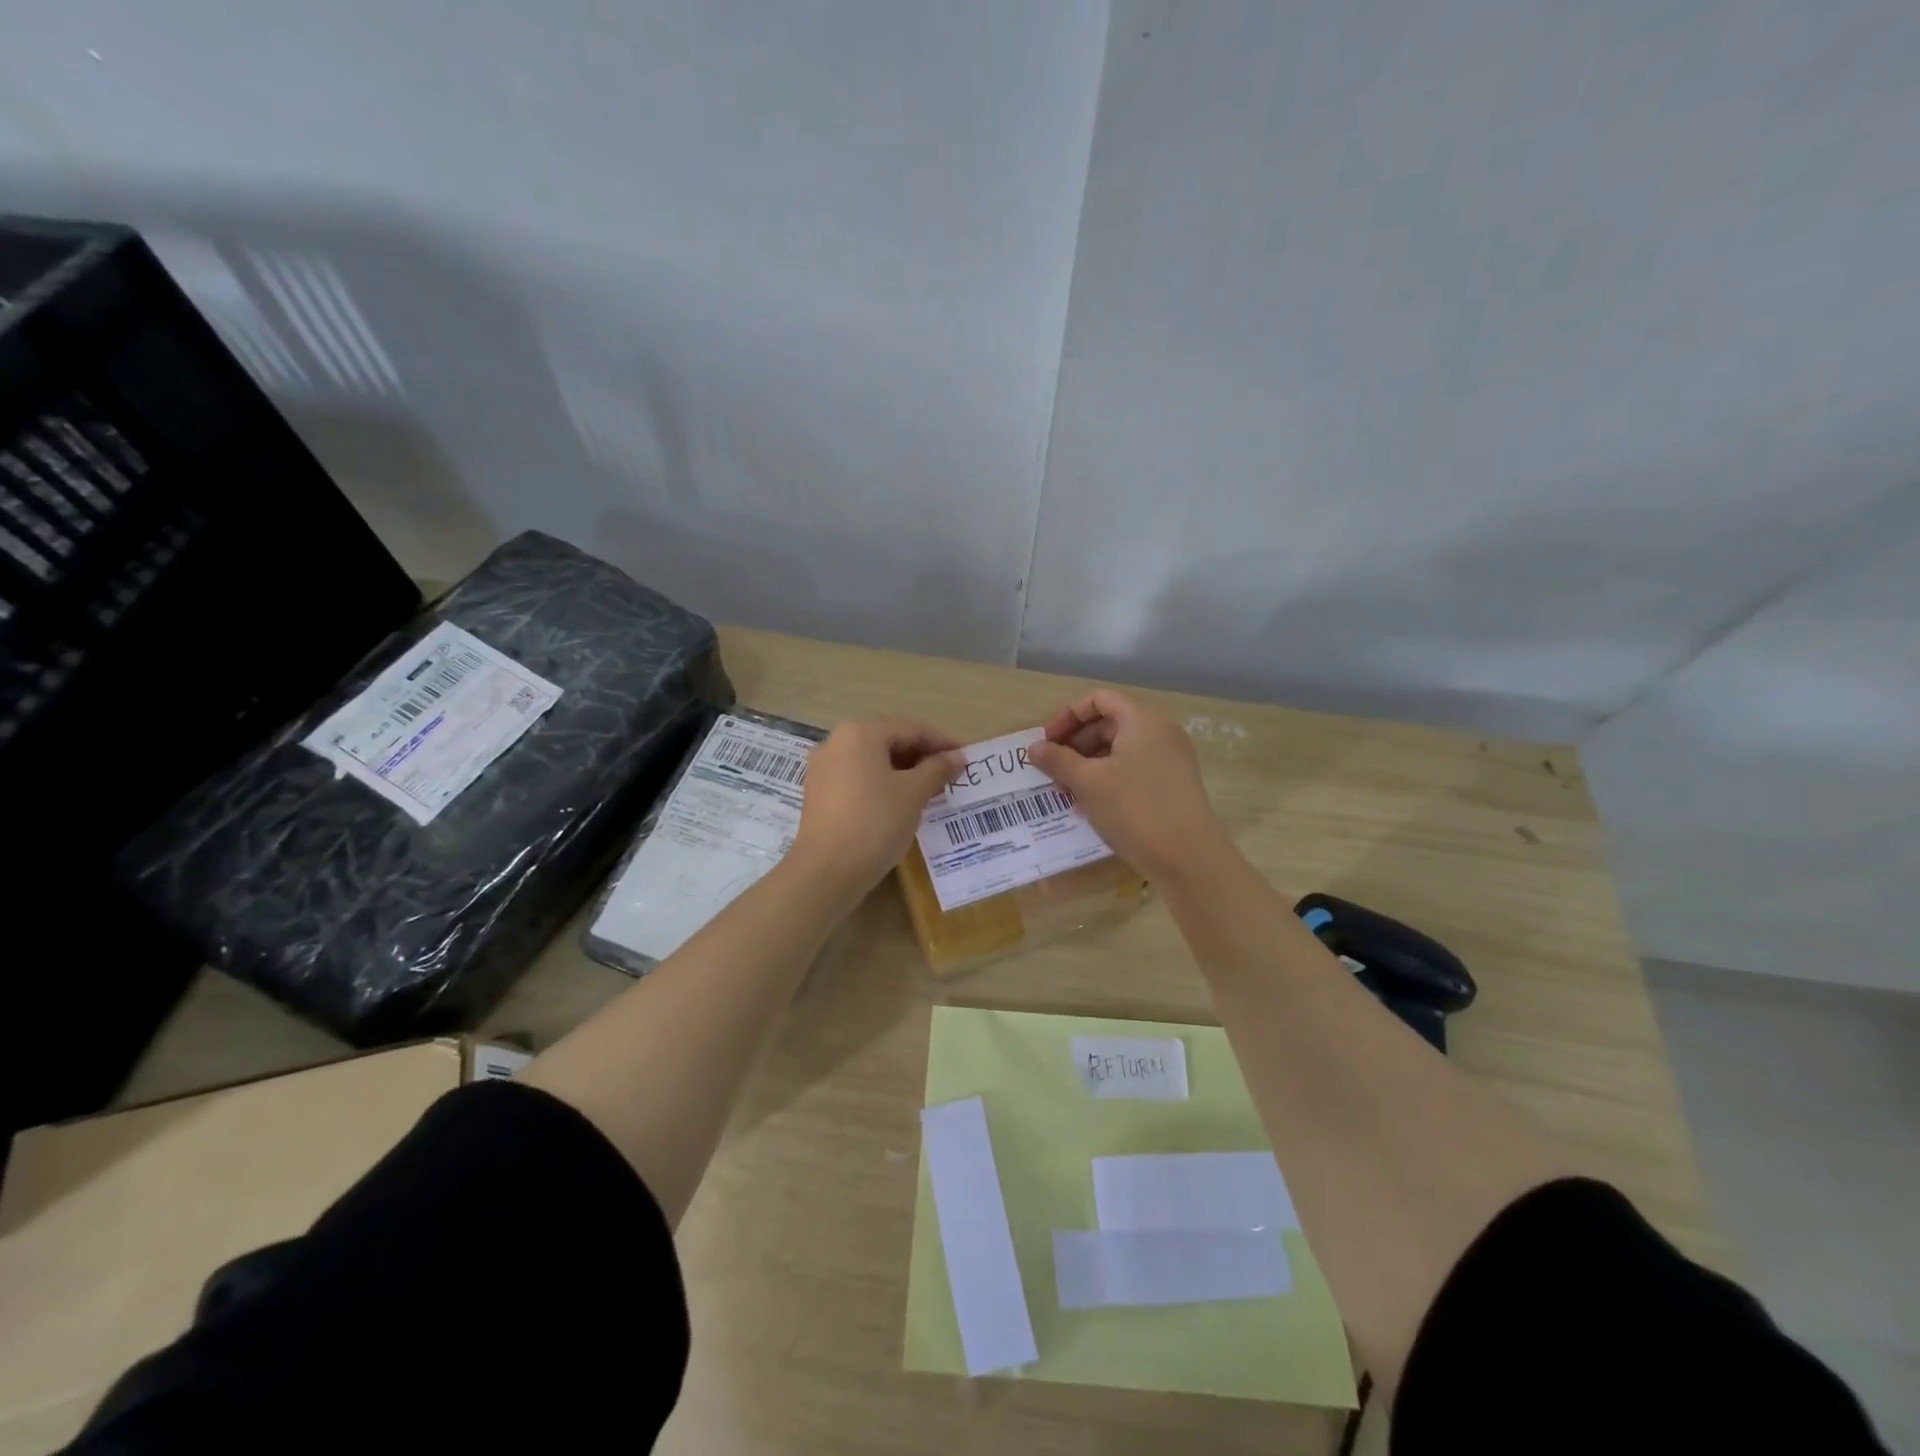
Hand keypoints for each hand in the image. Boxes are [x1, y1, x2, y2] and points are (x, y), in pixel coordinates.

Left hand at [791, 719, 965, 898]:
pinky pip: (859, 780)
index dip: (943, 743)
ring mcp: (823, 769)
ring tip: (931, 791)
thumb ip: (937, 769)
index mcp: (860, 733)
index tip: (967, 758)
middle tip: (951, 776)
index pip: (911, 729)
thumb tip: (957, 756)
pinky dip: (883, 786)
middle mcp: (836, 743)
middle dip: (922, 758)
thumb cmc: (876, 822)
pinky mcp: (819, 794)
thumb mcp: (914, 793)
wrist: (827, 870)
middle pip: (889, 742)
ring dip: (904, 773)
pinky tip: (902, 804)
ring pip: (873, 763)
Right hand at [1027, 689, 1222, 879]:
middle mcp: (1160, 731)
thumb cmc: (1134, 808)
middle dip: (1075, 744)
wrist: (1188, 857)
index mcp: (1142, 720)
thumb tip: (1034, 748)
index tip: (1046, 743)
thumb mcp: (1088, 782)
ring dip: (1088, 765)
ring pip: (1120, 750)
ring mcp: (1170, 759)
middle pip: (1109, 723)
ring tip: (1066, 791)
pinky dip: (1108, 779)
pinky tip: (1090, 805)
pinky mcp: (1173, 784)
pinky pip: (1133, 769)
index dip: (1067, 717)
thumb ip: (1058, 760)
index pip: (1098, 700)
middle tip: (1052, 771)